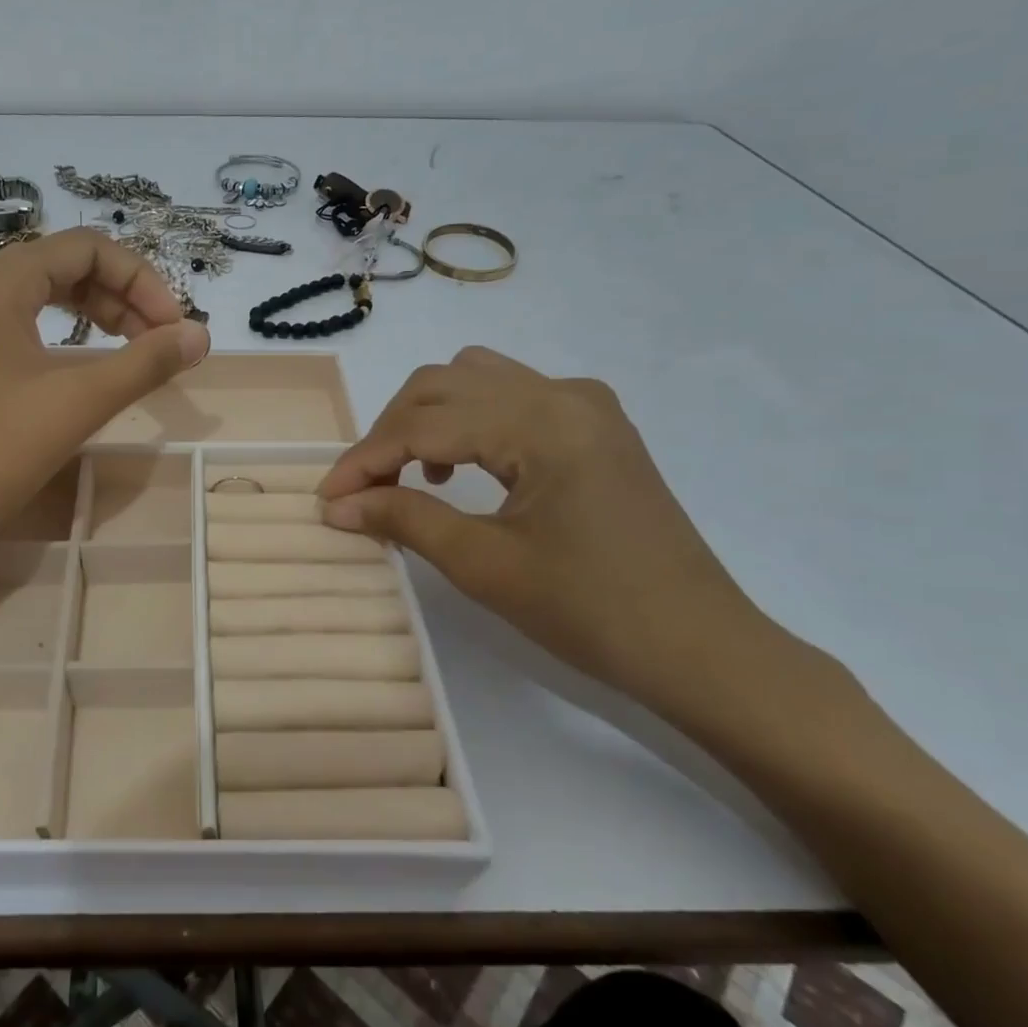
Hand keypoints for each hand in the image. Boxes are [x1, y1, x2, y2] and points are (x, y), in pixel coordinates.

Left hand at [0, 230, 209, 558]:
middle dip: (120, 297)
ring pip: (35, 292)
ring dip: (90, 313)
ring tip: (129, 350)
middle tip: (158, 342)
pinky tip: (77, 361)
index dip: (142, 280)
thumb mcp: (79, 402)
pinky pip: (9, 317)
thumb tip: (201, 335)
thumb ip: (146, 362)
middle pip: (61, 265)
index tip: (173, 328)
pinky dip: (54, 330)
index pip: (86, 248)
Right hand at [318, 347, 772, 714]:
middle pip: (444, 383)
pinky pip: (511, 396)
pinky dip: (468, 420)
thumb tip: (337, 505)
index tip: (327, 497)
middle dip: (391, 431)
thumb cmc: (591, 612)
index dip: (367, 458)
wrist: (700, 648)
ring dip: (428, 416)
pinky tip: (462, 468)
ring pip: (476, 378)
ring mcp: (586, 404)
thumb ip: (404, 519)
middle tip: (364, 488)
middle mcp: (564, 393)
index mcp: (542, 422)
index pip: (425, 424)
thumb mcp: (484, 565)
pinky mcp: (595, 424)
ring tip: (412, 475)